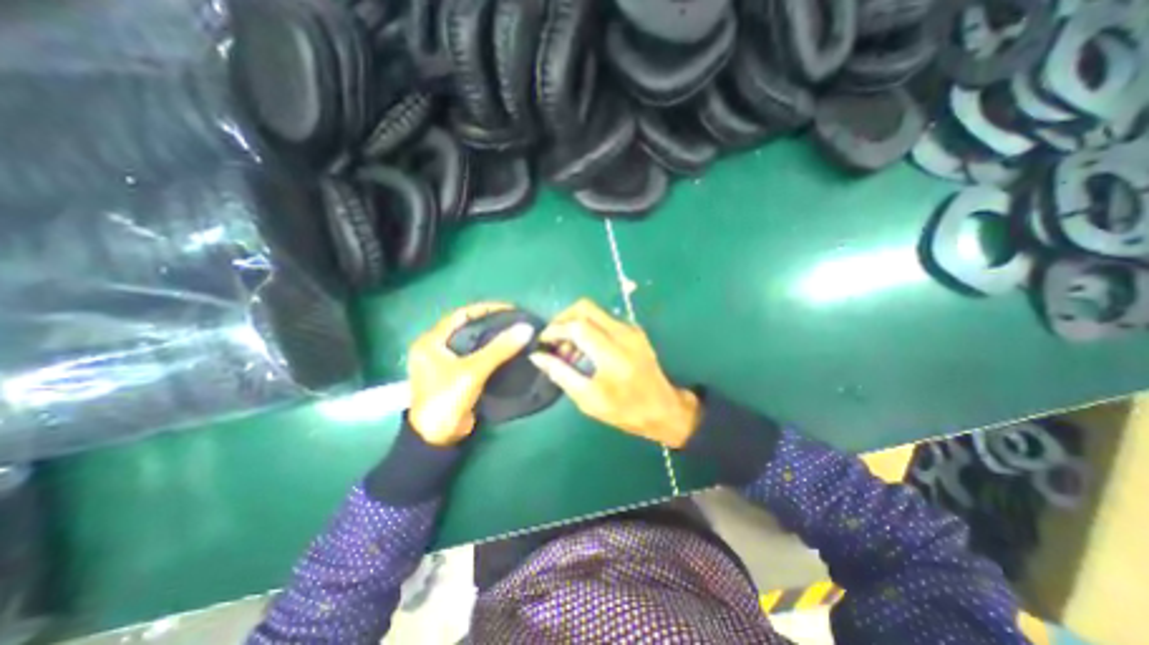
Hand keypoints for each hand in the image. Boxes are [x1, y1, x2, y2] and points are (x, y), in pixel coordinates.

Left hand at [409, 302, 533, 444]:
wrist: (438, 438)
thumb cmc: (447, 399)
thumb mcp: (473, 371)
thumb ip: (499, 348)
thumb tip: (526, 328)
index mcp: (431, 341)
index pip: (462, 315)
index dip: (486, 309)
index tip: (511, 309)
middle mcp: (437, 348)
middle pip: (468, 327)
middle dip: (492, 323)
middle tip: (516, 321)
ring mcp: (446, 362)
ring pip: (473, 343)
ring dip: (493, 338)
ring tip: (516, 333)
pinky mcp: (457, 375)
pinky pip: (476, 356)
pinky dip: (491, 352)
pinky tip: (508, 350)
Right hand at [525, 301, 695, 445]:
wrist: (664, 409)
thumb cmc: (625, 410)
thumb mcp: (588, 399)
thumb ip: (561, 373)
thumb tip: (537, 356)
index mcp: (612, 353)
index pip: (577, 326)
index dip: (555, 330)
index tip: (542, 341)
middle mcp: (623, 333)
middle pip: (585, 307)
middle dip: (563, 318)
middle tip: (553, 339)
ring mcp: (631, 329)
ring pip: (594, 311)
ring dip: (575, 322)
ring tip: (568, 349)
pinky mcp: (634, 331)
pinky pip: (605, 319)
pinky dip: (589, 327)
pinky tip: (585, 349)